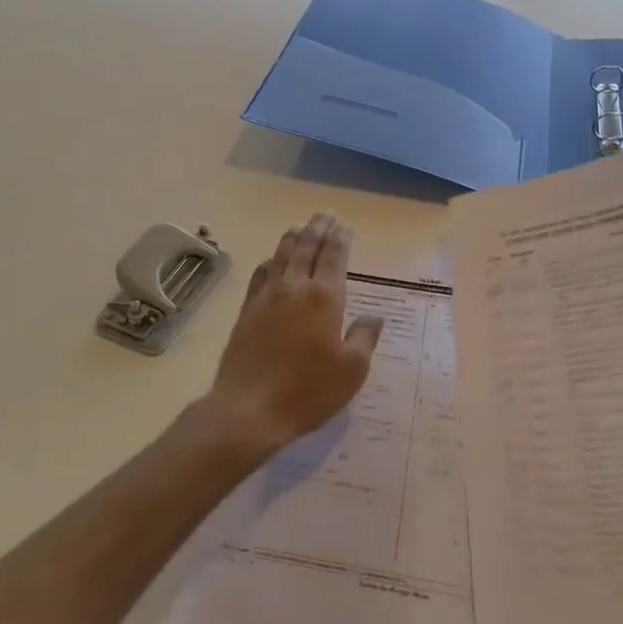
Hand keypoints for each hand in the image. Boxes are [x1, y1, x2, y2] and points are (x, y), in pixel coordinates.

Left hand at [197, 213, 383, 462]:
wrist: (248, 409)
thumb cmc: (307, 391)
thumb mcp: (351, 371)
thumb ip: (364, 338)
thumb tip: (375, 317)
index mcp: (324, 297)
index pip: (334, 256)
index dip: (341, 238)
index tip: (345, 226)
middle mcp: (295, 287)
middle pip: (307, 246)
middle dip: (318, 228)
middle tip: (326, 214)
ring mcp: (267, 296)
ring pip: (281, 254)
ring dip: (294, 237)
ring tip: (301, 227)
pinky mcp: (247, 309)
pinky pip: (261, 273)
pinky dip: (271, 260)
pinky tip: (273, 260)